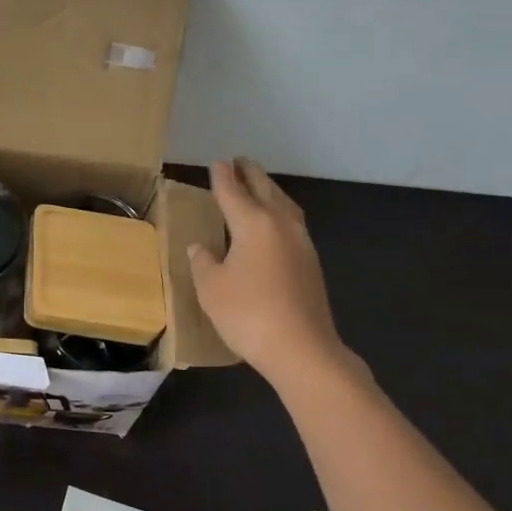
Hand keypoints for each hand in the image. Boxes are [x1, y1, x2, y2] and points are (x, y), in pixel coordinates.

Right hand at [188, 158, 354, 388]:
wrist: (301, 348)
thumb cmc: (247, 313)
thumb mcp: (211, 288)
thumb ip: (203, 262)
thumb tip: (201, 247)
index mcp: (253, 224)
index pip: (232, 192)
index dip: (222, 177)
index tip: (217, 162)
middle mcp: (280, 225)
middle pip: (264, 190)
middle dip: (251, 174)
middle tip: (240, 161)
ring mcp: (301, 243)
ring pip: (284, 205)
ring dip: (269, 191)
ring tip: (258, 185)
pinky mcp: (310, 263)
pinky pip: (292, 223)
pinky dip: (279, 212)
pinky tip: (273, 223)